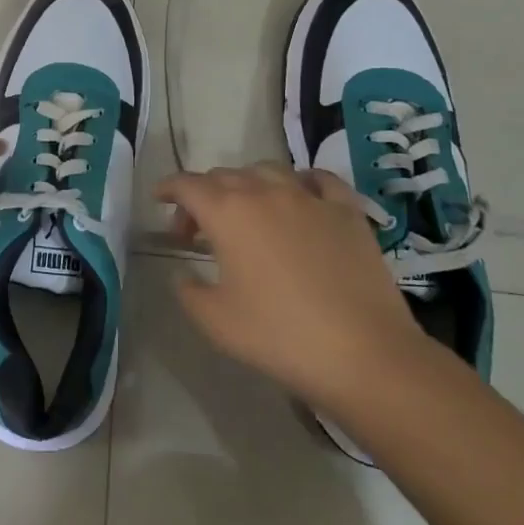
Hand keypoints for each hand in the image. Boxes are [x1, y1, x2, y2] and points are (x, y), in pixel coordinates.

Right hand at [156, 164, 423, 414]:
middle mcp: (265, 192)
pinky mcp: (347, 211)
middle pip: (224, 176)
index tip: (159, 199)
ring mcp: (309, 198)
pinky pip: (319, 180)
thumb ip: (187, 290)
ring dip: (247, 185)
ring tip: (246, 212)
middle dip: (203, 196)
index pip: (187, 185)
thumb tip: (183, 272)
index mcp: (228, 212)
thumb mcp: (215, 321)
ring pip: (267, 171)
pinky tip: (300, 197)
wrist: (364, 354)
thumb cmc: (280, 336)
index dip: (168, 189)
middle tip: (197, 231)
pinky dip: (301, 182)